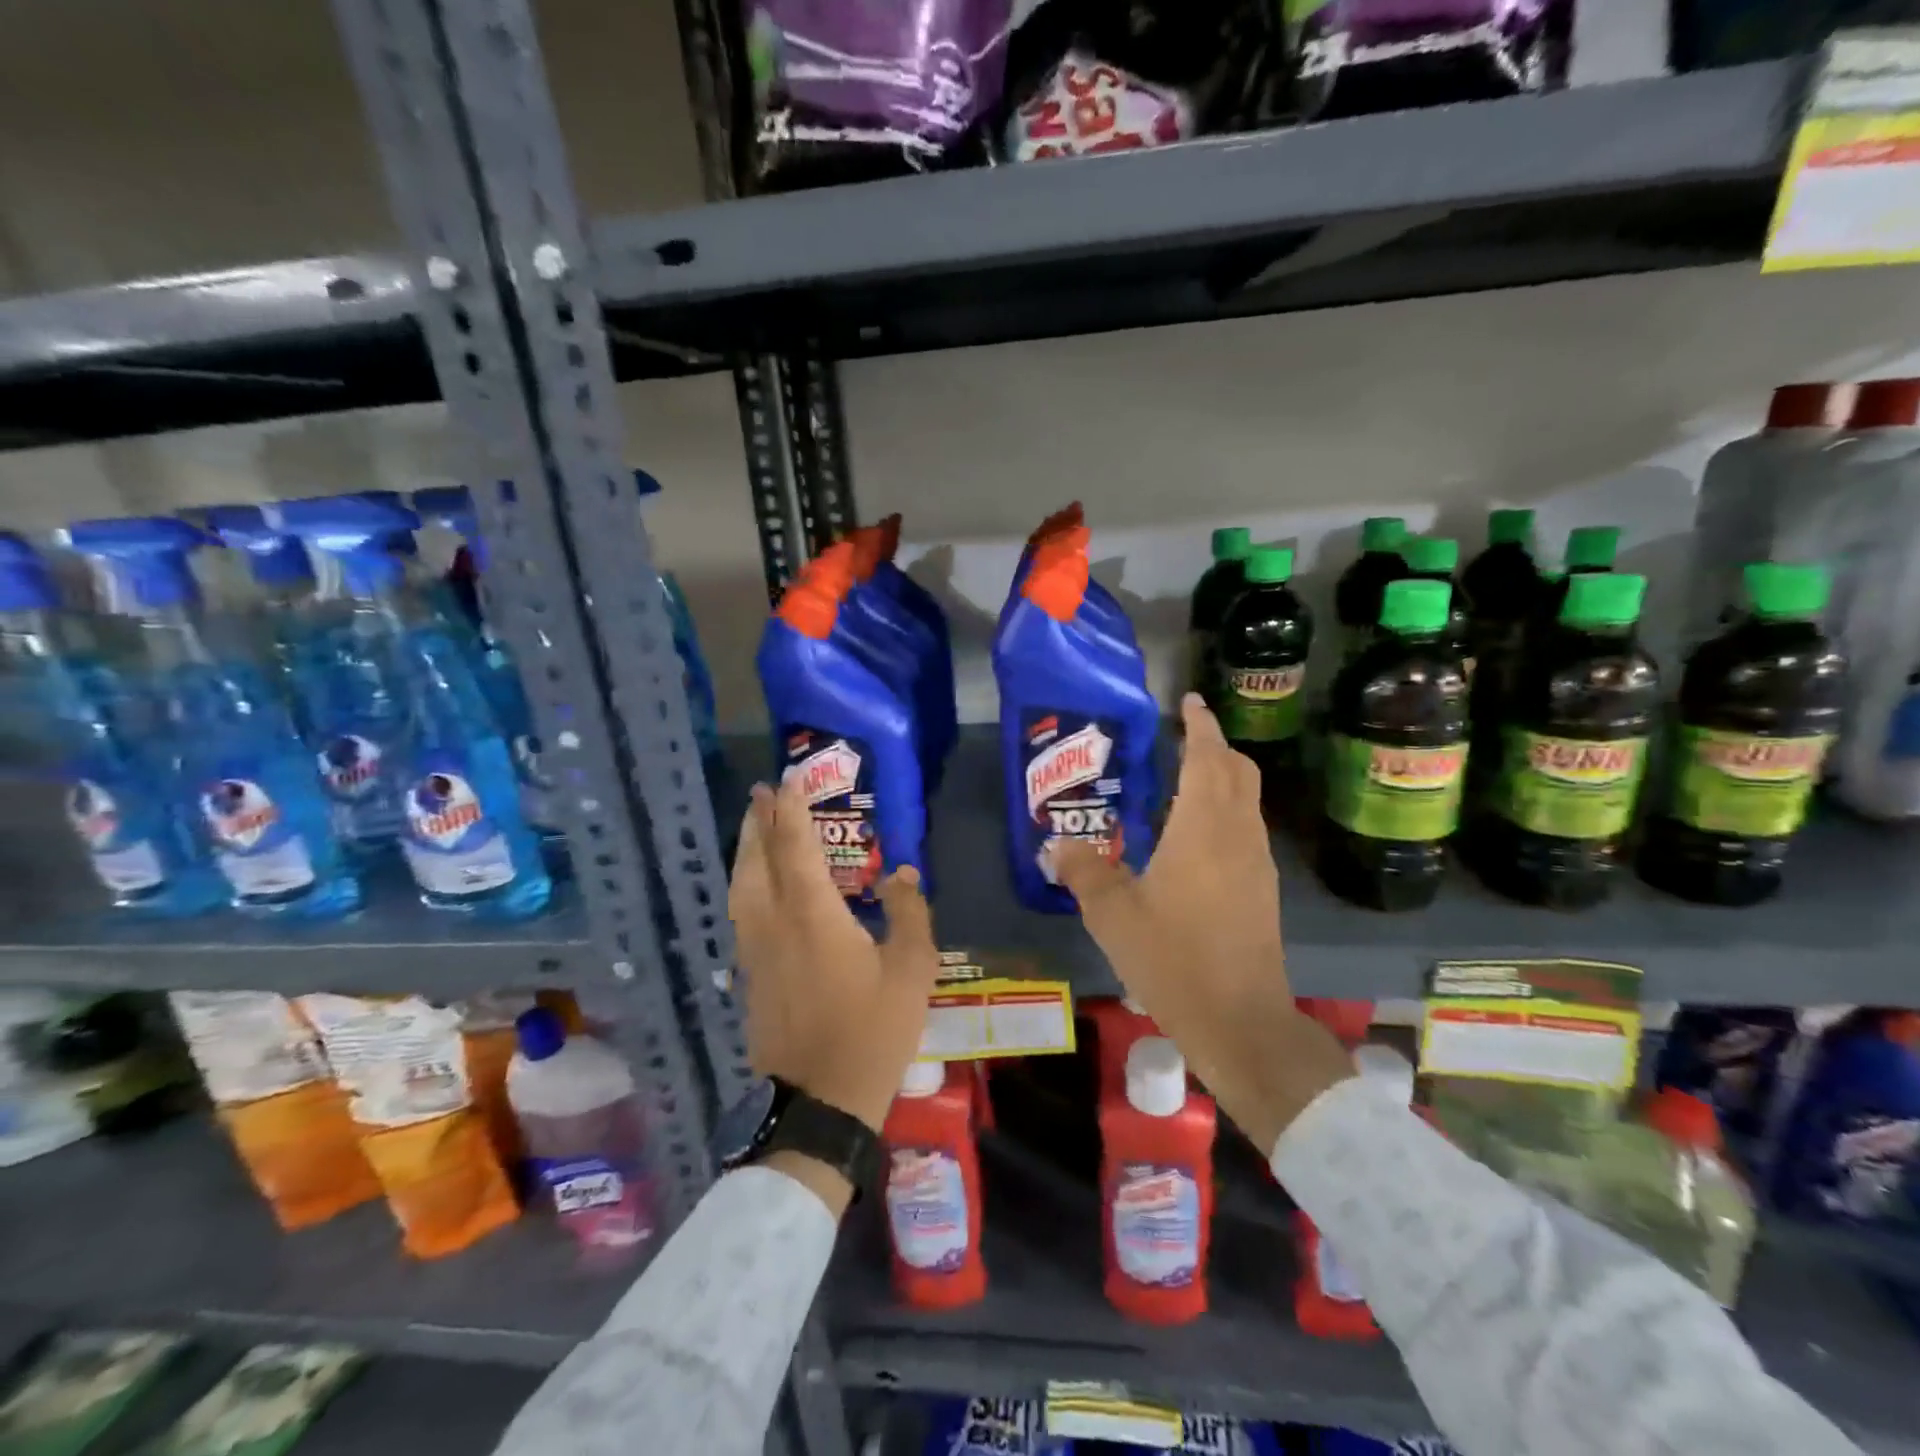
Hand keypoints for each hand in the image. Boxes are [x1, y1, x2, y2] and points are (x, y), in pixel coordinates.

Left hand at [730, 778, 942, 1137]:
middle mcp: (775, 923)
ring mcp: (755, 951)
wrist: (821, 1101)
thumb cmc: (873, 1031)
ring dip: (747, 850)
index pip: (796, 847)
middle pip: (758, 859)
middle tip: (762, 792)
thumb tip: (901, 872)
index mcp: (813, 915)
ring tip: (754, 827)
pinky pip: (741, 913)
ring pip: (741, 886)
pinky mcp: (749, 976)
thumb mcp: (912, 970)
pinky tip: (756, 885)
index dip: (792, 810)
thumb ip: (908, 913)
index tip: (788, 780)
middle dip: (760, 821)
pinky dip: (745, 883)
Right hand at [1050, 694, 1351, 1153]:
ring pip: (1246, 802)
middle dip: (1215, 746)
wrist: (1240, 1021)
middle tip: (1184, 736)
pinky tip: (1194, 837)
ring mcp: (1256, 864)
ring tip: (1184, 780)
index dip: (1200, 725)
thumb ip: (1083, 871)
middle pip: (1238, 772)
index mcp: (1203, 827)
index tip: (1190, 701)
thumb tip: (1057, 843)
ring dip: (1222, 779)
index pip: (1208, 757)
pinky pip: (1245, 830)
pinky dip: (1225, 812)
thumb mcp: (1112, 914)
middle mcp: (1238, 835)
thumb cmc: (1174, 957)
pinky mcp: (1262, 891)